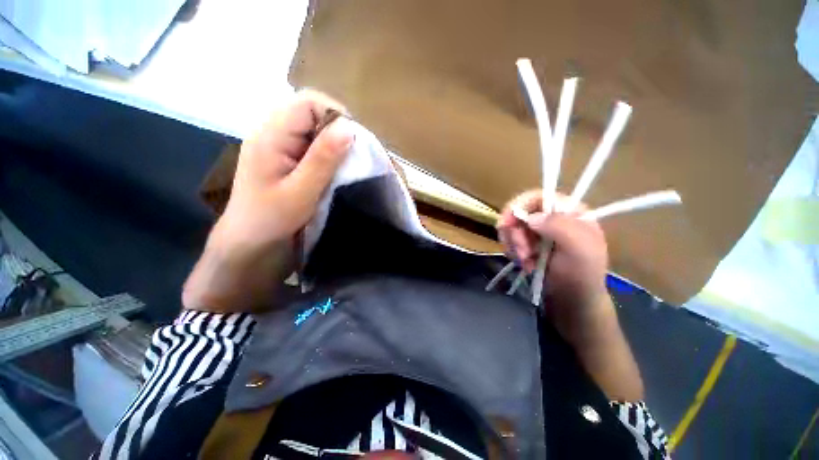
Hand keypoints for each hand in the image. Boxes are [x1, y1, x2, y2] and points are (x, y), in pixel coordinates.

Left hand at [183, 90, 354, 311]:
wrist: (249, 240)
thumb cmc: (271, 219)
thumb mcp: (301, 191)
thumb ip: (323, 159)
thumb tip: (349, 128)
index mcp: (271, 135)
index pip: (308, 103)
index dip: (336, 116)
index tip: (354, 144)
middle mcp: (272, 131)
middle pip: (312, 112)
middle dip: (337, 131)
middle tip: (351, 158)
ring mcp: (278, 143)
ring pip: (313, 128)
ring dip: (333, 143)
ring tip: (343, 166)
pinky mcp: (285, 155)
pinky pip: (311, 143)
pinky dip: (327, 153)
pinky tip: (331, 170)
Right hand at [498, 190, 643, 400]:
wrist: (573, 305)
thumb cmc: (581, 278)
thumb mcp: (580, 251)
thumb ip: (560, 227)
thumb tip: (531, 217)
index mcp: (570, 212)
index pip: (538, 196)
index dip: (518, 206)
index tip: (506, 224)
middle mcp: (553, 218)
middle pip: (520, 212)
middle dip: (515, 232)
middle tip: (522, 253)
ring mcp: (540, 232)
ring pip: (512, 226)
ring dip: (513, 244)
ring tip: (525, 261)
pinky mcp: (530, 244)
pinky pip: (510, 239)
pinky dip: (512, 251)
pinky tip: (523, 263)